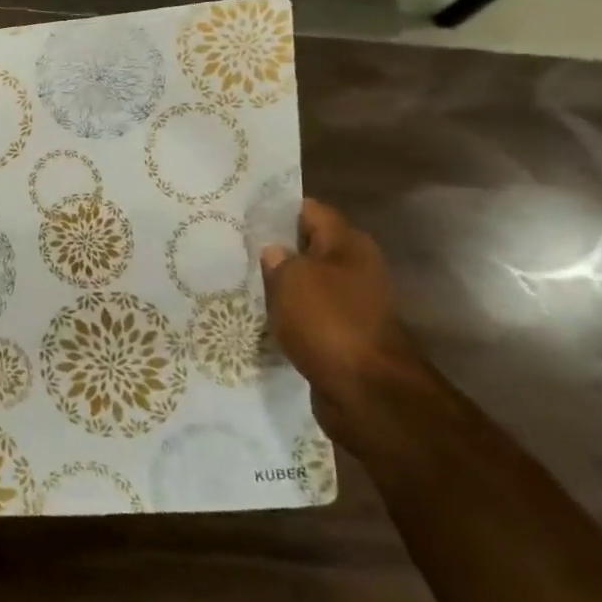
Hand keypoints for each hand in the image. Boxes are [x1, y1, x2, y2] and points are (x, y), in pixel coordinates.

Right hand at [259, 200, 425, 446]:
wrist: (366, 392)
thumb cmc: (328, 322)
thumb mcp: (291, 279)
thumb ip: (278, 259)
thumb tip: (275, 253)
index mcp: (349, 244)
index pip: (310, 210)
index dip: (276, 210)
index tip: (243, 215)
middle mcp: (356, 268)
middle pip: (309, 247)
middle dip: (276, 249)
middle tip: (235, 249)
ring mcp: (353, 304)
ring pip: (308, 283)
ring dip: (282, 286)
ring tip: (242, 283)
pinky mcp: (344, 335)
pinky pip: (310, 315)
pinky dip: (290, 316)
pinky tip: (262, 317)